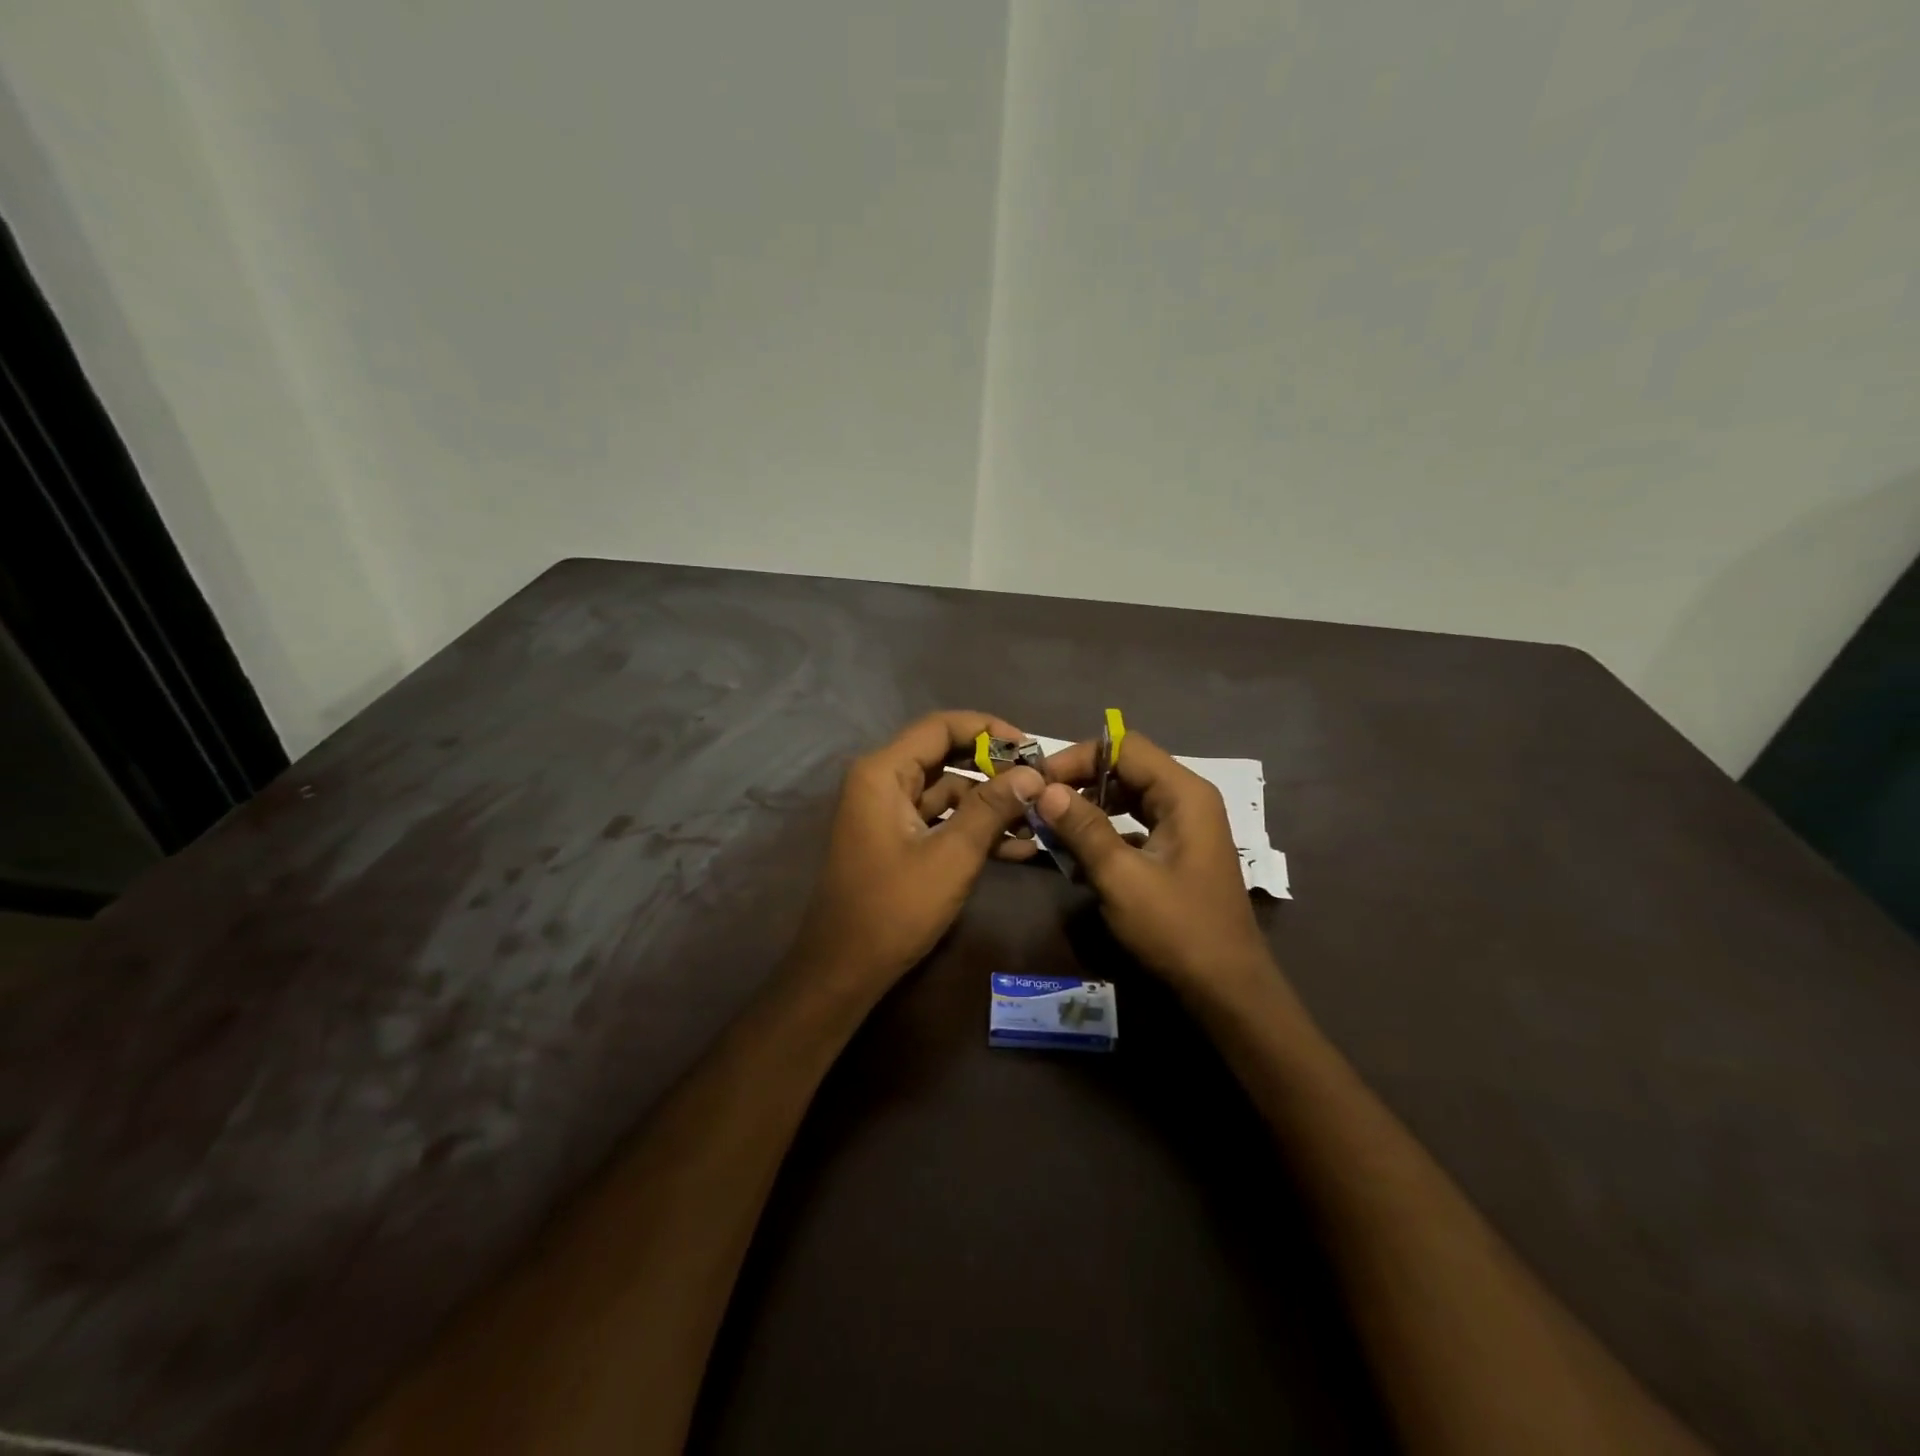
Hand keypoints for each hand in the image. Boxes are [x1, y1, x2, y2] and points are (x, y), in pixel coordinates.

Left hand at [790, 711, 1043, 996]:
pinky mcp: (898, 838)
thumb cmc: (895, 908)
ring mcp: (889, 811)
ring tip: (1039, 818)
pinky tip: (1018, 847)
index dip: (989, 730)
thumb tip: (1033, 774)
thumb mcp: (952, 855)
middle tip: (1040, 781)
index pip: (941, 726)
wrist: (845, 968)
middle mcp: (882, 781)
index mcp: (883, 772)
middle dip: (995, 768)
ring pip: (948, 790)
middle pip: (946, 755)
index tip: (1031, 748)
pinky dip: (973, 828)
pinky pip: (941, 819)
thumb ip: (991, 808)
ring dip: (991, 803)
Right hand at [1031, 730, 1275, 997]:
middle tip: (1040, 804)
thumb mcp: (1122, 878)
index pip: (1124, 747)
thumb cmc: (1177, 930)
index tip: (1039, 782)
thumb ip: (1083, 829)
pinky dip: (1106, 831)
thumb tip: (1044, 789)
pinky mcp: (1178, 851)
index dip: (1078, 757)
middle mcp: (1188, 799)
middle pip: (1127, 768)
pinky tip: (1079, 856)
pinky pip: (1136, 824)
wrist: (1227, 989)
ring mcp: (1186, 826)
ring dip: (1090, 808)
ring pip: (1129, 797)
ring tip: (1053, 828)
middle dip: (1080, 782)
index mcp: (1184, 794)